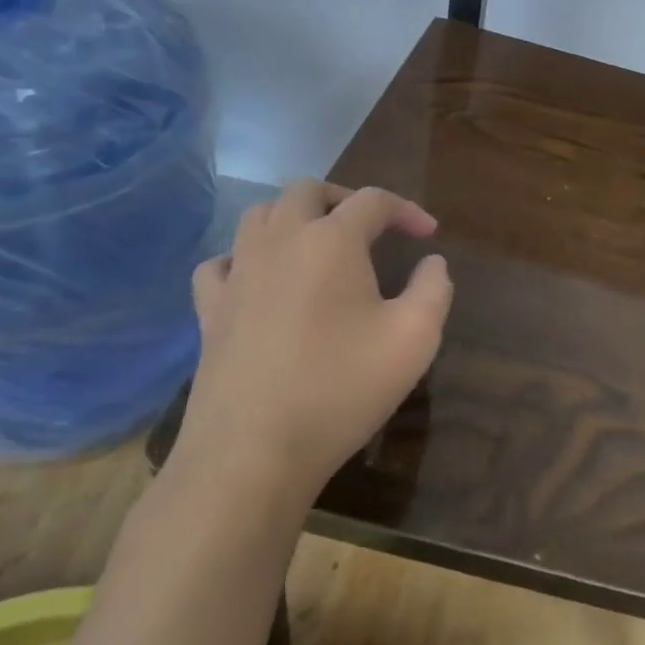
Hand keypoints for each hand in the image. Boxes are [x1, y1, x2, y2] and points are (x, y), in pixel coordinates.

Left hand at [177, 181, 452, 507]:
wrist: (252, 455)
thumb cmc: (341, 389)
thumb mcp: (415, 338)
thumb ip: (435, 289)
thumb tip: (432, 263)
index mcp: (332, 241)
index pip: (373, 200)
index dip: (407, 210)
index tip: (428, 235)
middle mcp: (280, 242)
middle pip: (308, 190)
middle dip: (345, 199)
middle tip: (372, 228)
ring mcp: (238, 274)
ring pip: (260, 215)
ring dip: (295, 217)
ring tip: (320, 245)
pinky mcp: (210, 311)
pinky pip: (222, 262)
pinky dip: (245, 257)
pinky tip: (261, 280)